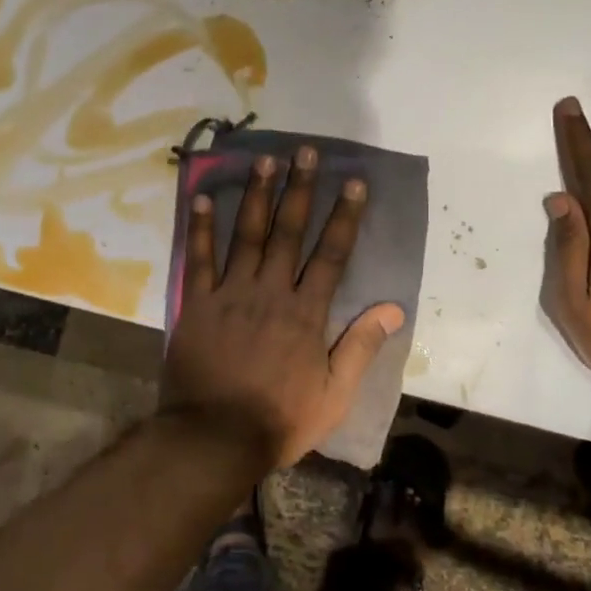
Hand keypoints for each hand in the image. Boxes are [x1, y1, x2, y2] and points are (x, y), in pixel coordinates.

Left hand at [163, 147, 404, 468]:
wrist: (214, 439)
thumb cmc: (279, 419)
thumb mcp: (334, 394)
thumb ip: (361, 347)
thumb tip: (393, 308)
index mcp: (306, 312)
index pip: (331, 254)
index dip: (344, 216)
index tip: (353, 182)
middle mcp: (270, 291)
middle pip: (288, 231)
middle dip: (300, 189)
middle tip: (305, 152)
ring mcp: (230, 294)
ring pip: (247, 235)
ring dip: (256, 195)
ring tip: (264, 160)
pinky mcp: (196, 304)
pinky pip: (198, 259)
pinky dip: (201, 228)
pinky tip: (202, 198)